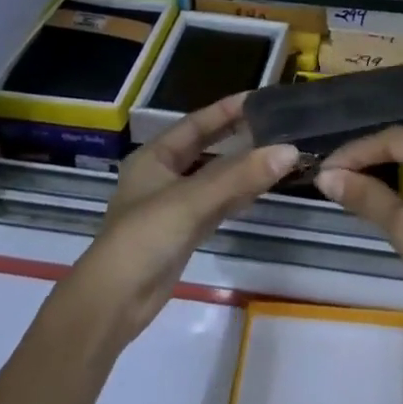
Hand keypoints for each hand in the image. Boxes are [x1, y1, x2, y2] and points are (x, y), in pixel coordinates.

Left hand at [67, 94, 296, 354]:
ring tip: (278, 154)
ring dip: (242, 168)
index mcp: (154, 157)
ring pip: (215, 178)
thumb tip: (289, 150)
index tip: (262, 98)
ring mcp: (173, 206)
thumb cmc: (144, 238)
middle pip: (207, 148)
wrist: (112, 305)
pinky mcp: (183, 233)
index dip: (227, 110)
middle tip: (276, 125)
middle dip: (238, 137)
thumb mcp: (191, 200)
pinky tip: (261, 190)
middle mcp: (163, 176)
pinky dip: (238, 195)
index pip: (197, 123)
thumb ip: (240, 176)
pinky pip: (217, 205)